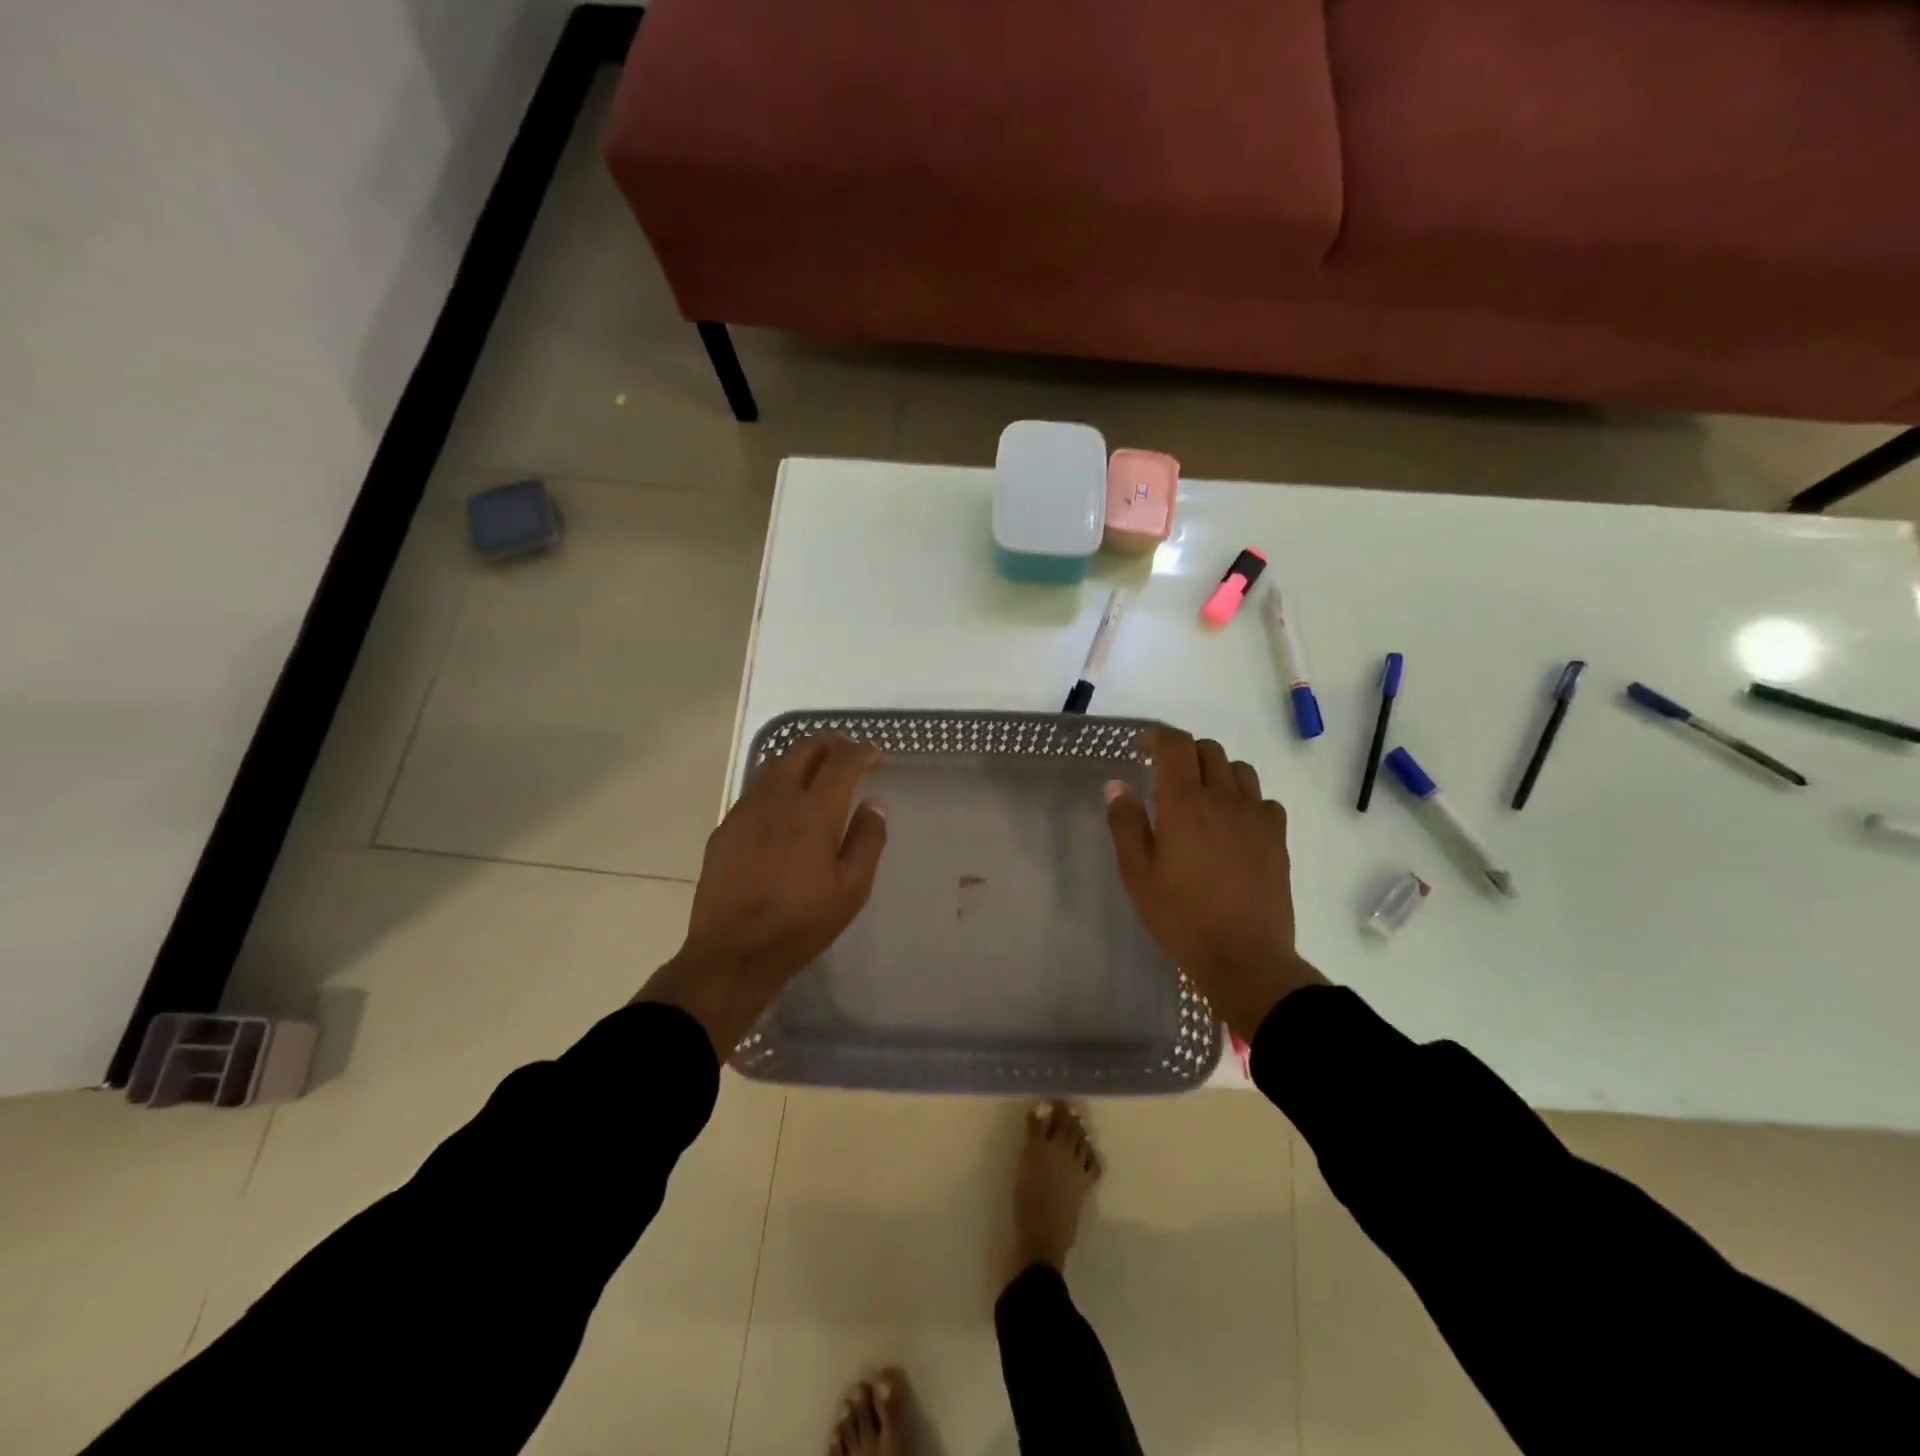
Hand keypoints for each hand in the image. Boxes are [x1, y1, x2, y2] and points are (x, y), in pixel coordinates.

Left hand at [637, 735, 887, 1056]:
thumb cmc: (801, 924)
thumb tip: (875, 804)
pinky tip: (782, 804)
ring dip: (800, 758)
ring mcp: (746, 811)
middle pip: (803, 749)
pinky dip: (776, 782)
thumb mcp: (851, 889)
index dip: (861, 752)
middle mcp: (778, 800)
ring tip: (816, 770)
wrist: (733, 952)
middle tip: (846, 750)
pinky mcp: (725, 828)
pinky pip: (754, 790)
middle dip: (829, 742)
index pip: (842, 762)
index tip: (874, 755)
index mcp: (814, 812)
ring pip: (774, 765)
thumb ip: (867, 841)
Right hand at [1104, 727, 1327, 1038]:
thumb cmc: (1181, 916)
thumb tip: (1117, 785)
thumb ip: (1126, 824)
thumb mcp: (1137, 874)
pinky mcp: (1277, 838)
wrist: (1244, 957)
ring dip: (1216, 772)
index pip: (1175, 745)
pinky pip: (1263, 800)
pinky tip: (1234, 825)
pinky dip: (1246, 800)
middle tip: (1166, 777)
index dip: (1157, 737)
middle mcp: (1223, 798)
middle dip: (1185, 754)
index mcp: (1184, 803)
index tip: (1142, 748)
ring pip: (1239, 770)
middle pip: (1209, 750)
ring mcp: (1255, 817)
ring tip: (1201, 798)